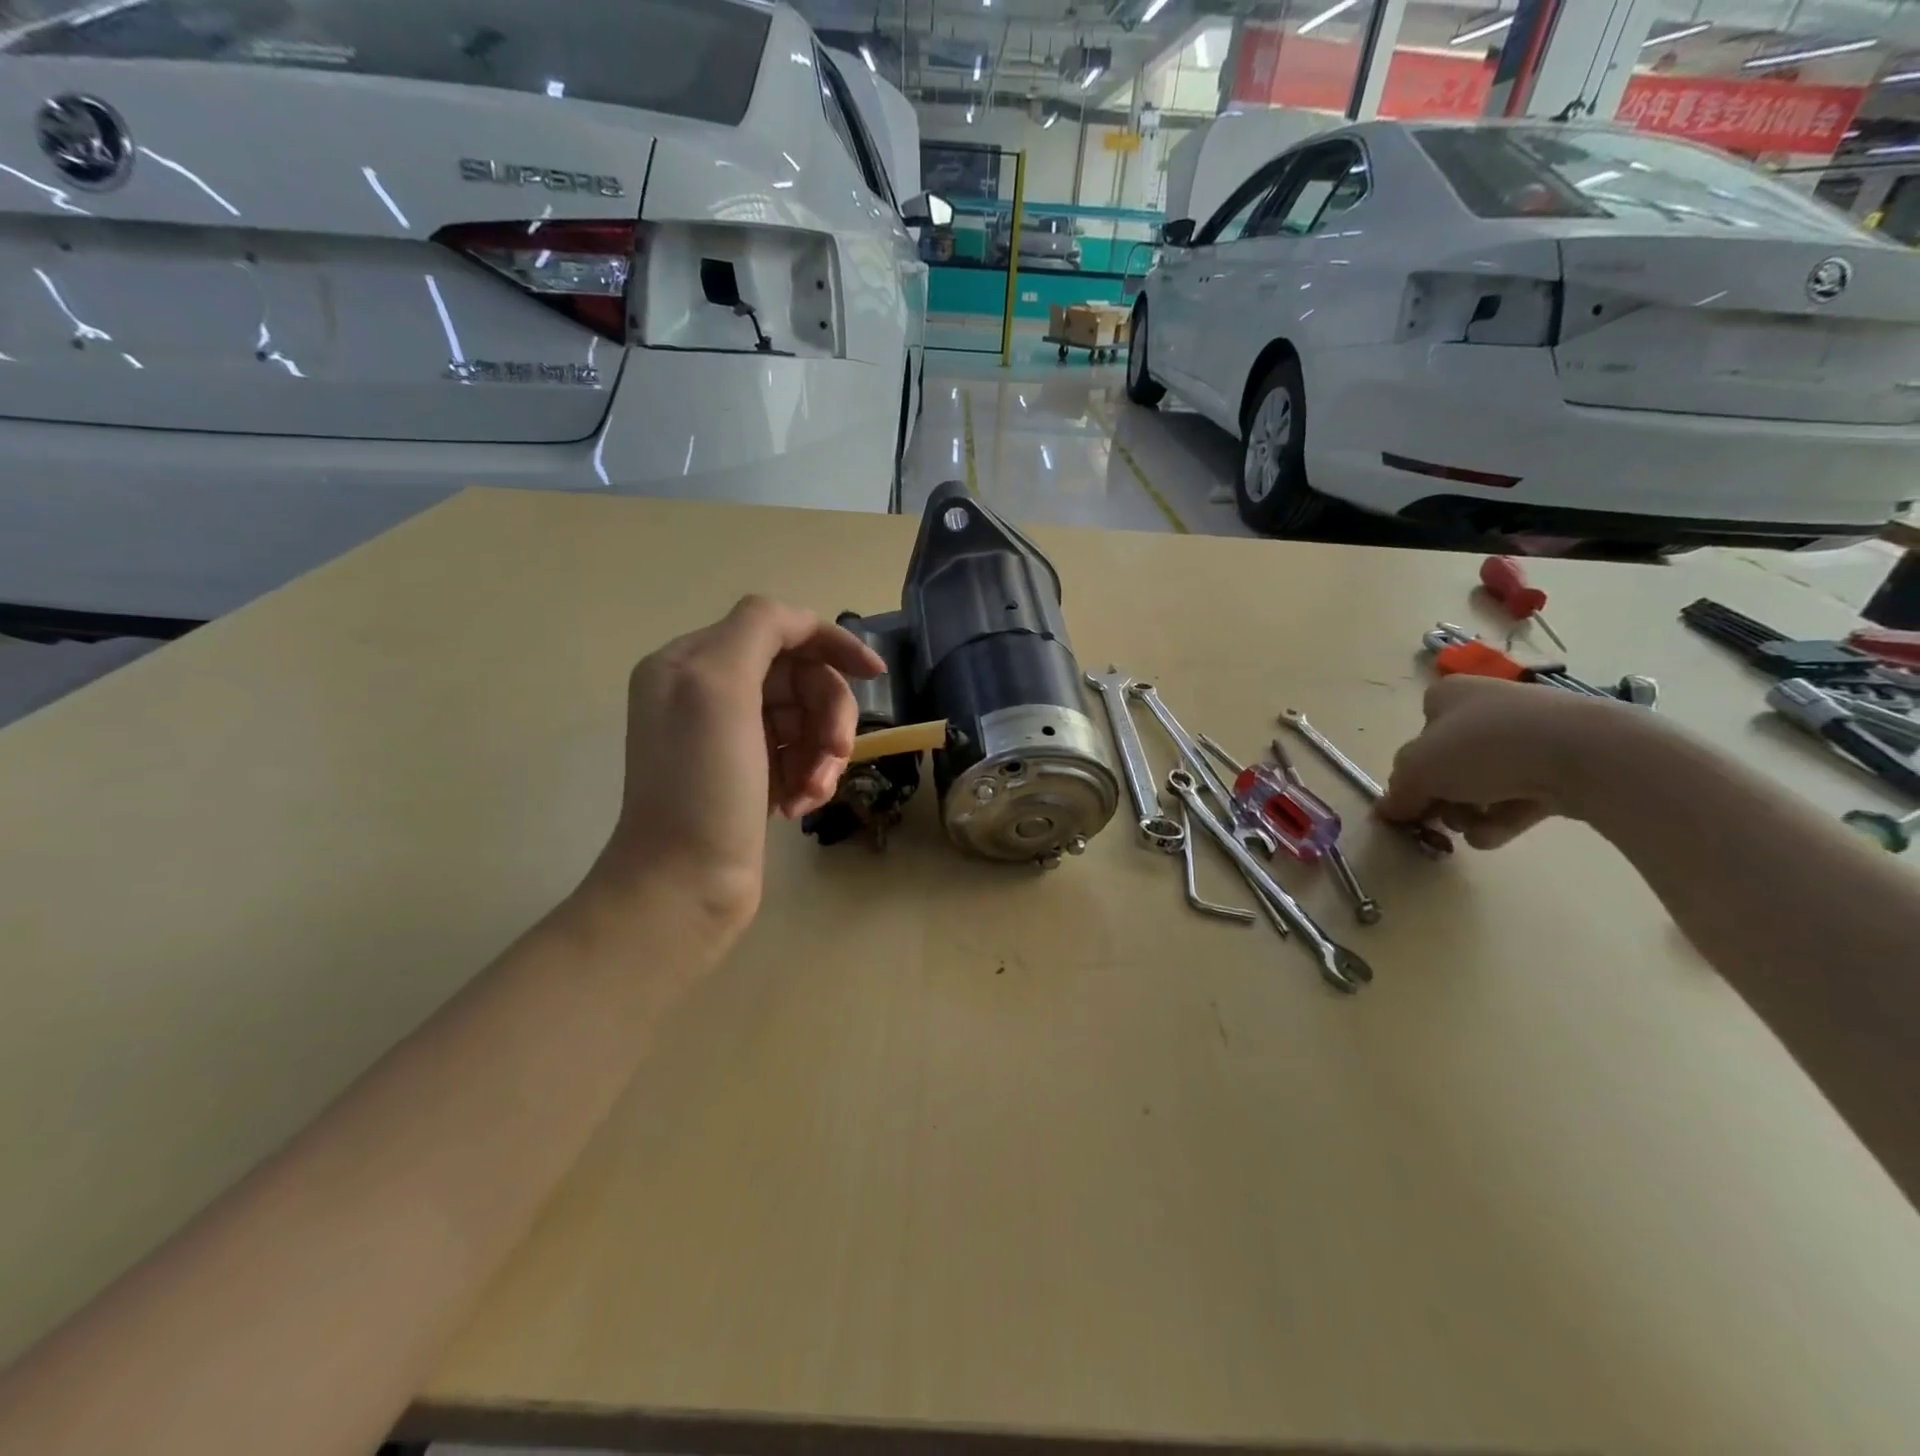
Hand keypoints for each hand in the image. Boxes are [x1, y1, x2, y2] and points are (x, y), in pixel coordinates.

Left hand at [586, 596, 885, 942]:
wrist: (684, 885)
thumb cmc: (703, 786)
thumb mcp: (718, 689)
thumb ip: (758, 630)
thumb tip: (798, 621)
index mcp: (692, 661)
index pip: (776, 627)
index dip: (829, 643)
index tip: (874, 674)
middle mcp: (707, 691)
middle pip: (798, 677)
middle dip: (827, 714)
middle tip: (834, 755)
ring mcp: (729, 736)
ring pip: (805, 718)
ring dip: (822, 752)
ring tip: (812, 791)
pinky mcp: (748, 774)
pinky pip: (798, 754)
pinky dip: (809, 775)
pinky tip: (799, 806)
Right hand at [1376, 676, 1629, 848]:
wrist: (1586, 753)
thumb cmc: (1484, 748)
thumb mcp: (1419, 770)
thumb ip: (1398, 791)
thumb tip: (1387, 810)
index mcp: (1448, 696)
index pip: (1418, 736)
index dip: (1412, 772)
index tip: (1414, 801)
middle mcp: (1487, 708)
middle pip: (1450, 764)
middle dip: (1443, 798)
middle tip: (1443, 820)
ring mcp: (1529, 734)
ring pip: (1483, 782)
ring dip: (1470, 813)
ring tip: (1474, 830)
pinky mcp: (1563, 763)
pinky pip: (1520, 794)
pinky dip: (1504, 817)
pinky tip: (1497, 834)